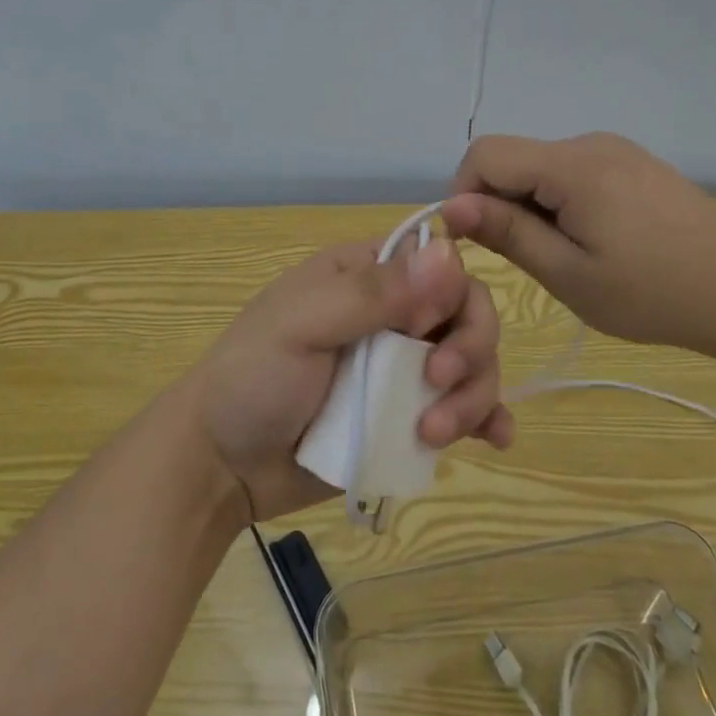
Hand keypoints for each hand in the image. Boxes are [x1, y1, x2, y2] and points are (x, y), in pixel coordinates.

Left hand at [182, 236, 511, 521]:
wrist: (221, 463)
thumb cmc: (253, 376)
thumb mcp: (303, 324)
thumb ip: (375, 293)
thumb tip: (449, 251)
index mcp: (367, 275)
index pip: (441, 264)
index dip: (453, 295)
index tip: (424, 332)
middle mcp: (395, 315)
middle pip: (468, 315)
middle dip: (470, 351)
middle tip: (437, 386)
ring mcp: (403, 369)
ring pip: (473, 365)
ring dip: (473, 396)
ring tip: (434, 435)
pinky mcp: (407, 418)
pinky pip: (464, 409)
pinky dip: (486, 419)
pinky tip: (495, 438)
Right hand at [441, 132, 715, 362]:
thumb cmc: (654, 294)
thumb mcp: (570, 274)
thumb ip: (507, 234)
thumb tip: (450, 207)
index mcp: (572, 165)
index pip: (484, 155)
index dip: (465, 195)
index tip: (480, 244)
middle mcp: (589, 143)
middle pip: (513, 158)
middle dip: (500, 204)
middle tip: (531, 260)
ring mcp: (615, 150)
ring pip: (541, 167)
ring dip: (531, 206)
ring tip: (566, 256)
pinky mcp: (632, 163)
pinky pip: (572, 172)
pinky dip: (560, 201)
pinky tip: (594, 240)